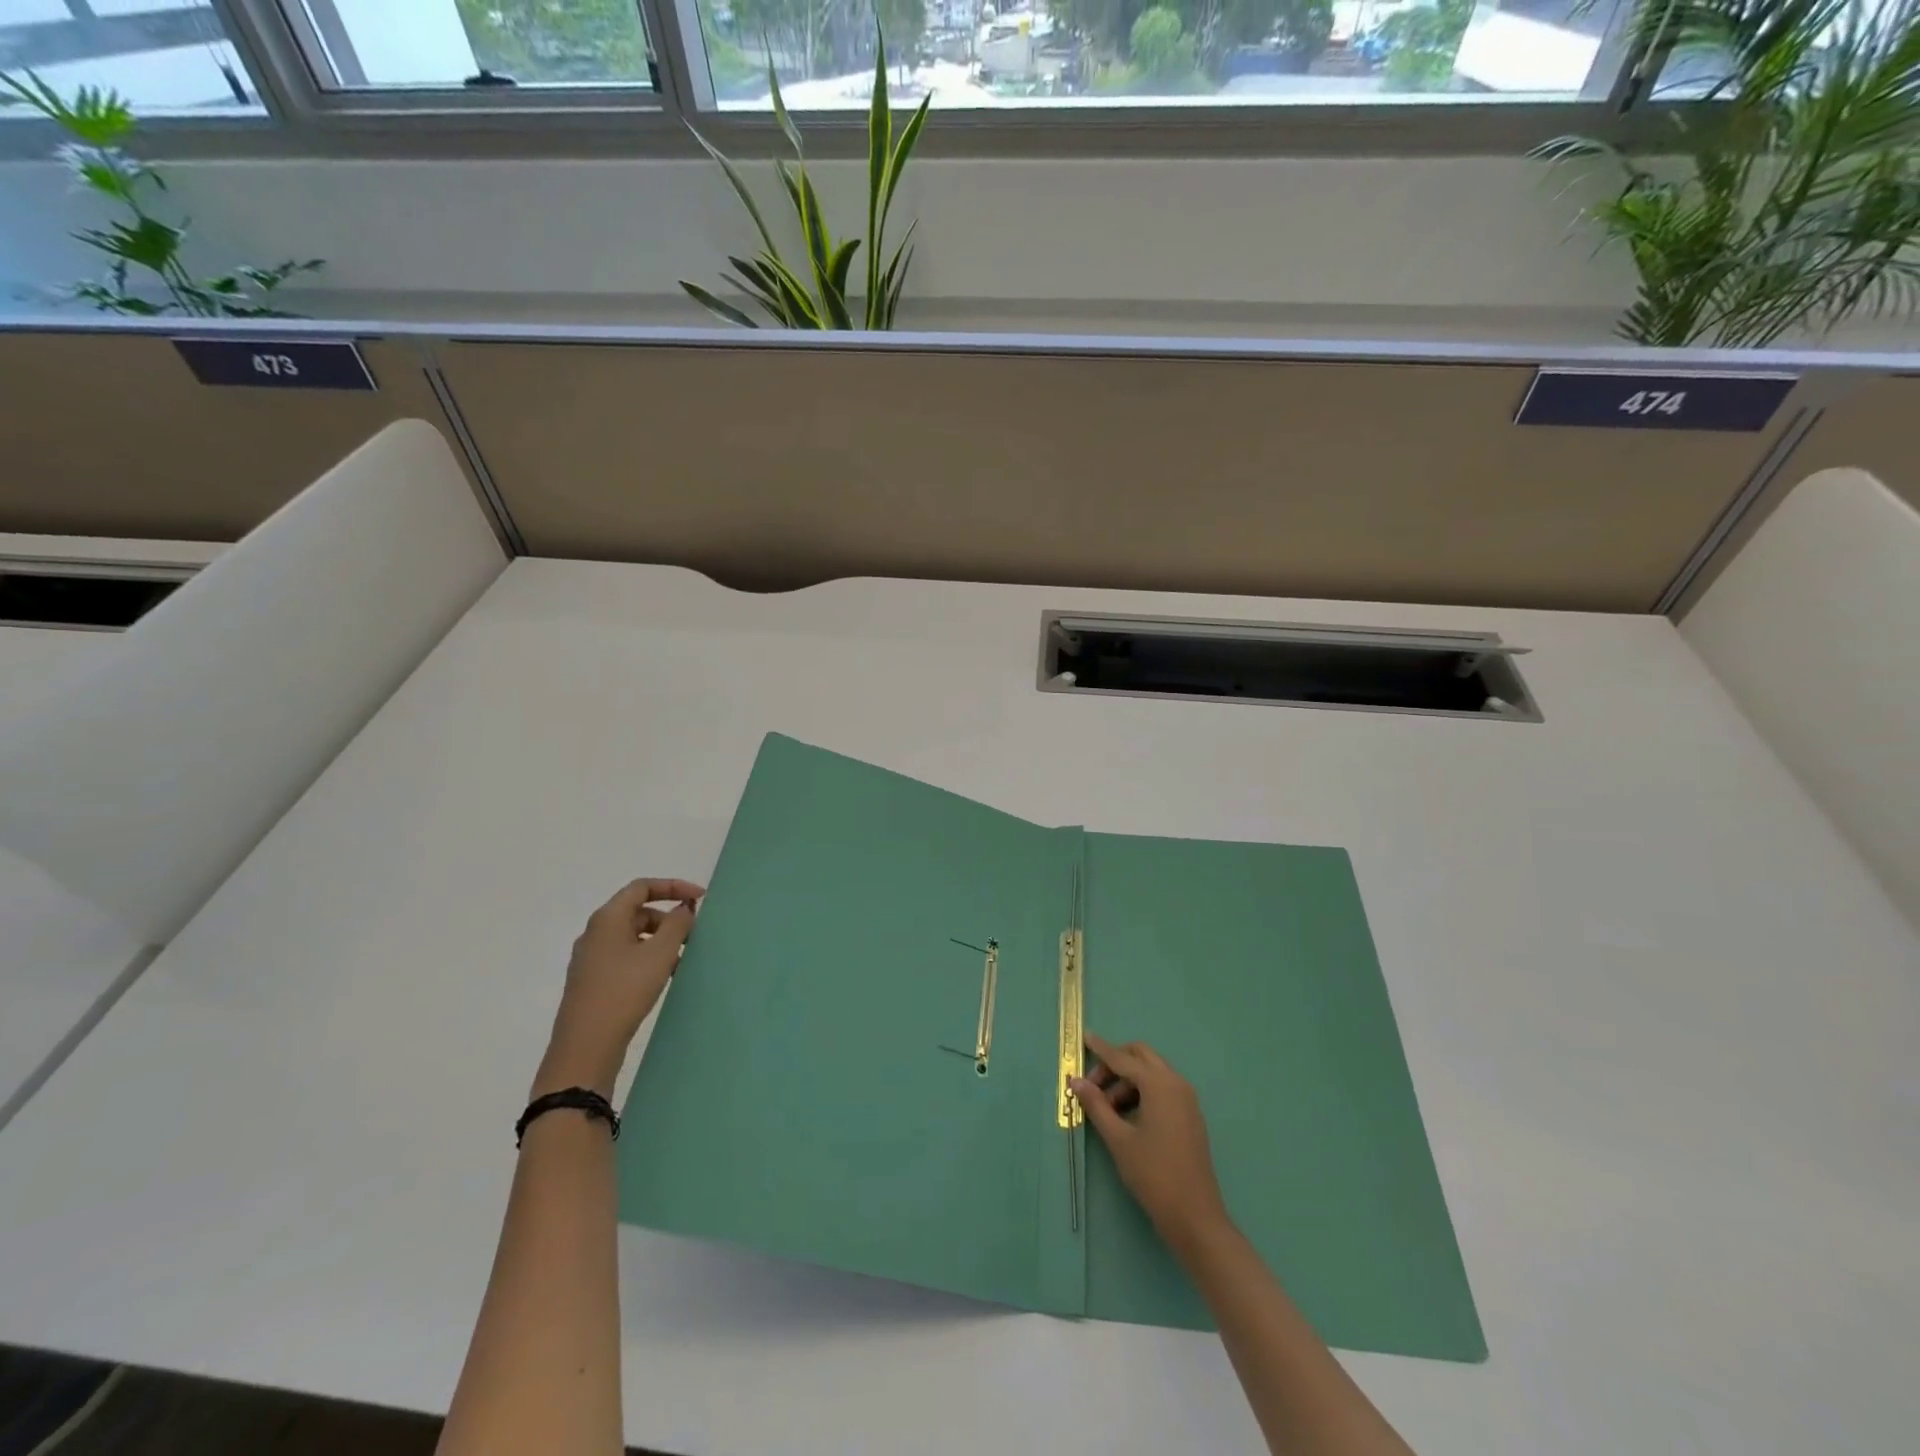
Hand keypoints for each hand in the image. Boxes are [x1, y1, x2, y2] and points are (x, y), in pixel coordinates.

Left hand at [534, 877, 703, 1099]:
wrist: (586, 1047)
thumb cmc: (624, 991)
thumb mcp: (660, 954)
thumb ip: (677, 924)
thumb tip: (683, 908)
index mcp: (607, 919)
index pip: (642, 887)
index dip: (673, 886)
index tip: (700, 899)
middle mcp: (595, 933)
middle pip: (637, 912)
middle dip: (668, 918)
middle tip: (693, 935)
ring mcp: (591, 959)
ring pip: (633, 937)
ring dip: (660, 941)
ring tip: (682, 960)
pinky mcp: (592, 982)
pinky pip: (625, 958)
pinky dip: (647, 959)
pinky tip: (662, 979)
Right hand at [1072, 1032, 1231, 1255]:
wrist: (1195, 1217)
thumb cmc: (1153, 1175)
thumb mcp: (1118, 1139)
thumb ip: (1096, 1105)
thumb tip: (1076, 1081)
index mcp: (1159, 1085)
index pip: (1123, 1059)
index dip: (1101, 1049)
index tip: (1084, 1037)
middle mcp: (1176, 1083)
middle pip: (1141, 1057)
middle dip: (1115, 1064)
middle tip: (1093, 1087)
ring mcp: (1186, 1100)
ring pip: (1151, 1073)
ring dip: (1127, 1081)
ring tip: (1107, 1110)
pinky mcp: (1189, 1116)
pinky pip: (1162, 1089)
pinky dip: (1142, 1092)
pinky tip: (1127, 1117)